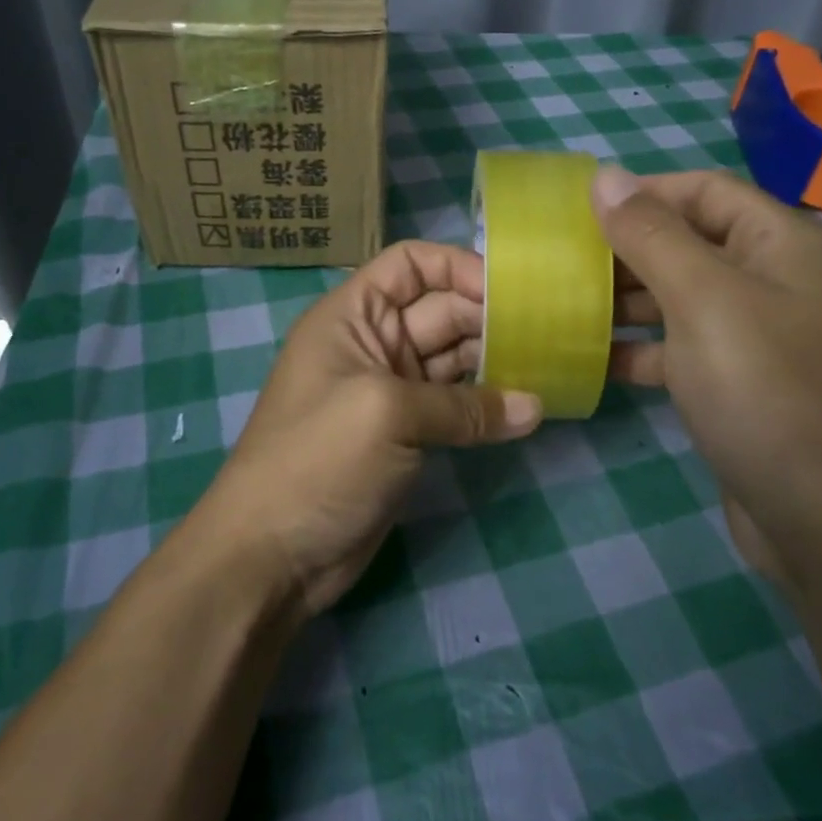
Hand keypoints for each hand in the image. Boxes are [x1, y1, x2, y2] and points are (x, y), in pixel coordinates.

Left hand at [200, 241, 541, 618]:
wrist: (272, 555)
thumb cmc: (317, 461)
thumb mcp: (386, 414)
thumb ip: (464, 406)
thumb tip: (535, 407)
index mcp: (353, 315)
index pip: (410, 265)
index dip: (458, 267)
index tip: (509, 291)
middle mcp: (373, 342)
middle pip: (441, 308)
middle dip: (489, 315)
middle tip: (549, 331)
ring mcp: (392, 389)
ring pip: (453, 357)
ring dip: (496, 359)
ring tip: (549, 364)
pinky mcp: (407, 433)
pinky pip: (455, 403)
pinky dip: (487, 403)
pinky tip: (526, 408)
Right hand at [592, 166, 821, 584]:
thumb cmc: (765, 390)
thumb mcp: (703, 300)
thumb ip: (650, 235)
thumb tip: (604, 176)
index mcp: (779, 243)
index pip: (702, 190)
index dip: (641, 192)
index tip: (575, 210)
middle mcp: (772, 280)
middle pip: (688, 242)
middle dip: (625, 248)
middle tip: (558, 261)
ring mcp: (755, 335)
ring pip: (678, 297)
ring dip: (625, 299)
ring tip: (564, 304)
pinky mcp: (736, 383)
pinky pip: (679, 347)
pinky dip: (640, 348)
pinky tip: (595, 358)